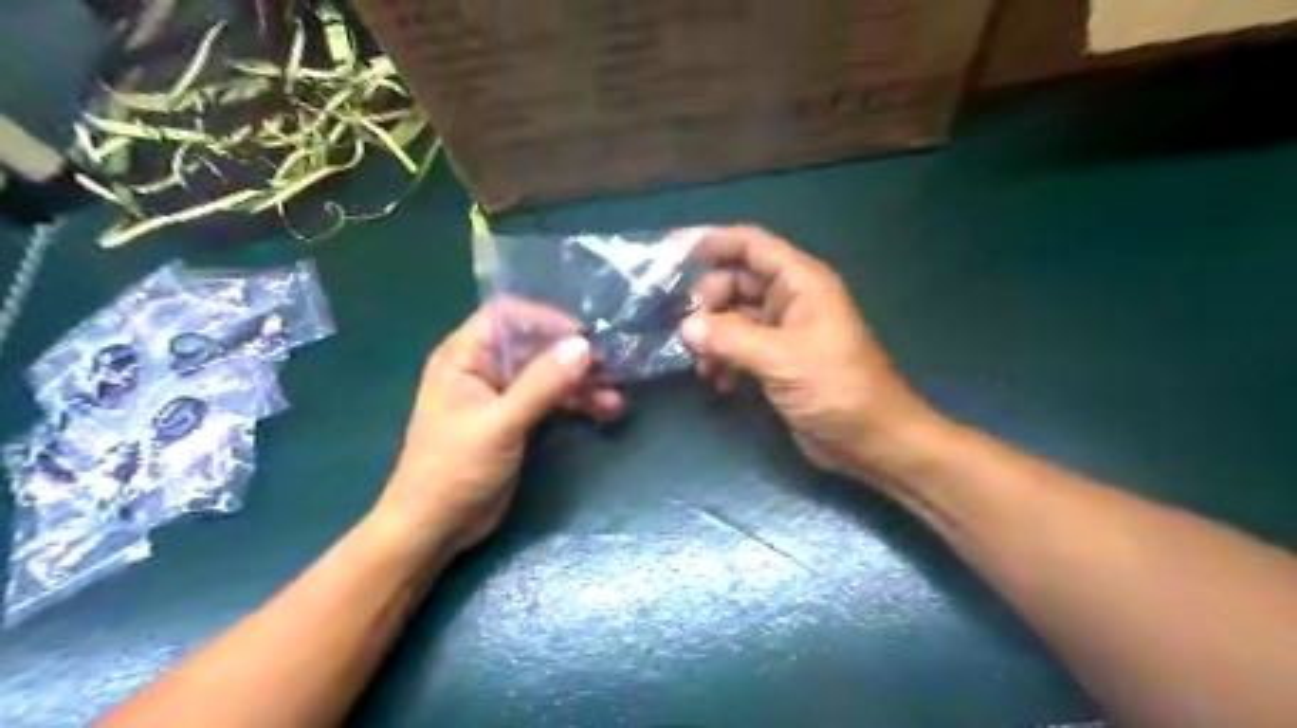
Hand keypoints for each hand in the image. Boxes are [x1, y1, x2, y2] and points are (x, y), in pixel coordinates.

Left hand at [376, 303, 623, 554]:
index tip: (583, 336)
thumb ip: (542, 384)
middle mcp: (483, 368)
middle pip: (534, 345)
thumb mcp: (500, 424)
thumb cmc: (454, 469)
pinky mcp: (517, 420)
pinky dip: (577, 403)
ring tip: (616, 398)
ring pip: (548, 374)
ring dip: (582, 384)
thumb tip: (584, 346)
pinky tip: (606, 411)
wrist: (435, 528)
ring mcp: (502, 395)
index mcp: (465, 357)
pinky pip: (551, 400)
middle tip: (610, 368)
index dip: (545, 319)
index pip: (507, 316)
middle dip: (572, 356)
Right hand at [674, 225, 938, 479]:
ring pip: (734, 317)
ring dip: (713, 336)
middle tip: (690, 331)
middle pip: (736, 281)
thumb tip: (686, 327)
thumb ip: (731, 338)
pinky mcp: (778, 361)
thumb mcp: (782, 359)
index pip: (751, 245)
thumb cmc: (837, 389)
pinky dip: (724, 359)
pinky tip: (718, 382)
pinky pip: (740, 347)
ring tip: (701, 365)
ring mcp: (784, 331)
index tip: (672, 250)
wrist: (872, 440)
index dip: (713, 241)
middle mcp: (791, 299)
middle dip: (709, 302)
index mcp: (801, 282)